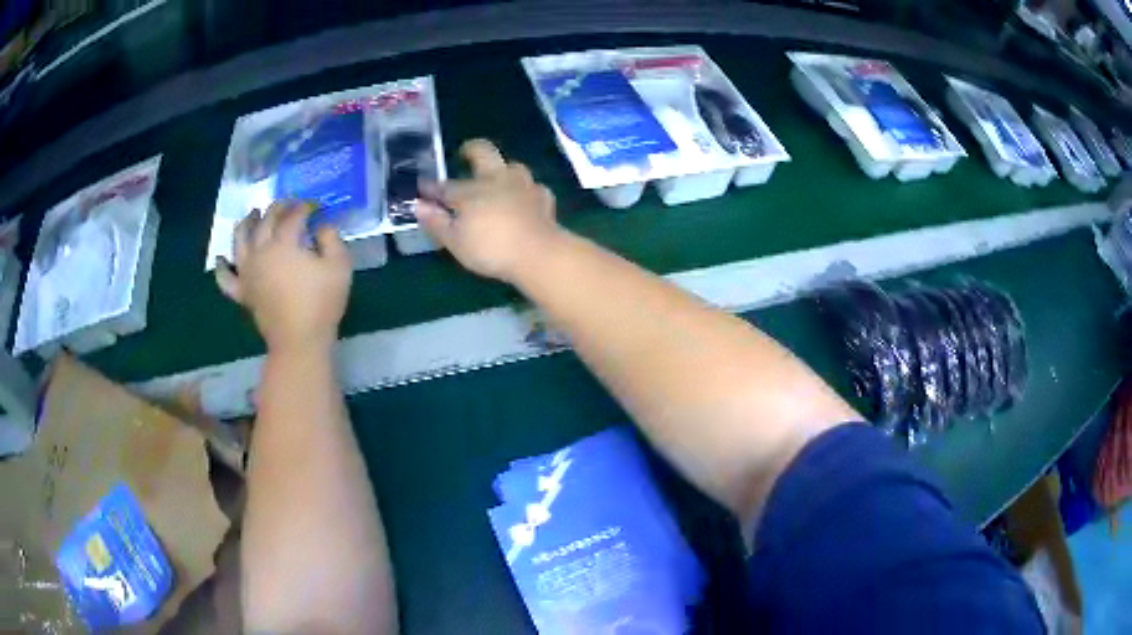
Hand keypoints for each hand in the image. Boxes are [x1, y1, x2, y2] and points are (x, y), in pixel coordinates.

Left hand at [215, 201, 351, 353]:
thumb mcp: (339, 266)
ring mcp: (247, 271)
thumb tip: (322, 226)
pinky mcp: (242, 291)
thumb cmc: (321, 303)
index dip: (305, 207)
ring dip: (246, 222)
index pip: (293, 215)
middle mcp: (260, 251)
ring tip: (252, 214)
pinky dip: (222, 267)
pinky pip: (226, 278)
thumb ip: (331, 239)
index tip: (315, 206)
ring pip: (240, 239)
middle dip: (278, 208)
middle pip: (266, 220)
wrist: (299, 341)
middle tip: (289, 204)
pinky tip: (221, 259)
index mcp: (284, 243)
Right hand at [417, 139, 562, 282]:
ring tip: (498, 179)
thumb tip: (418, 205)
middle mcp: (496, 179)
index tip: (422, 188)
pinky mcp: (543, 197)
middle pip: (483, 152)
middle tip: (465, 153)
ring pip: (512, 166)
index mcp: (470, 191)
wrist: (539, 253)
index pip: (445, 186)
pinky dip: (526, 192)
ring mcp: (523, 185)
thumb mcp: (455, 241)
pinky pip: (533, 188)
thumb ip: (436, 221)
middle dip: (472, 149)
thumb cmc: (491, 249)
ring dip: (503, 169)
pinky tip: (524, 201)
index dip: (431, 187)